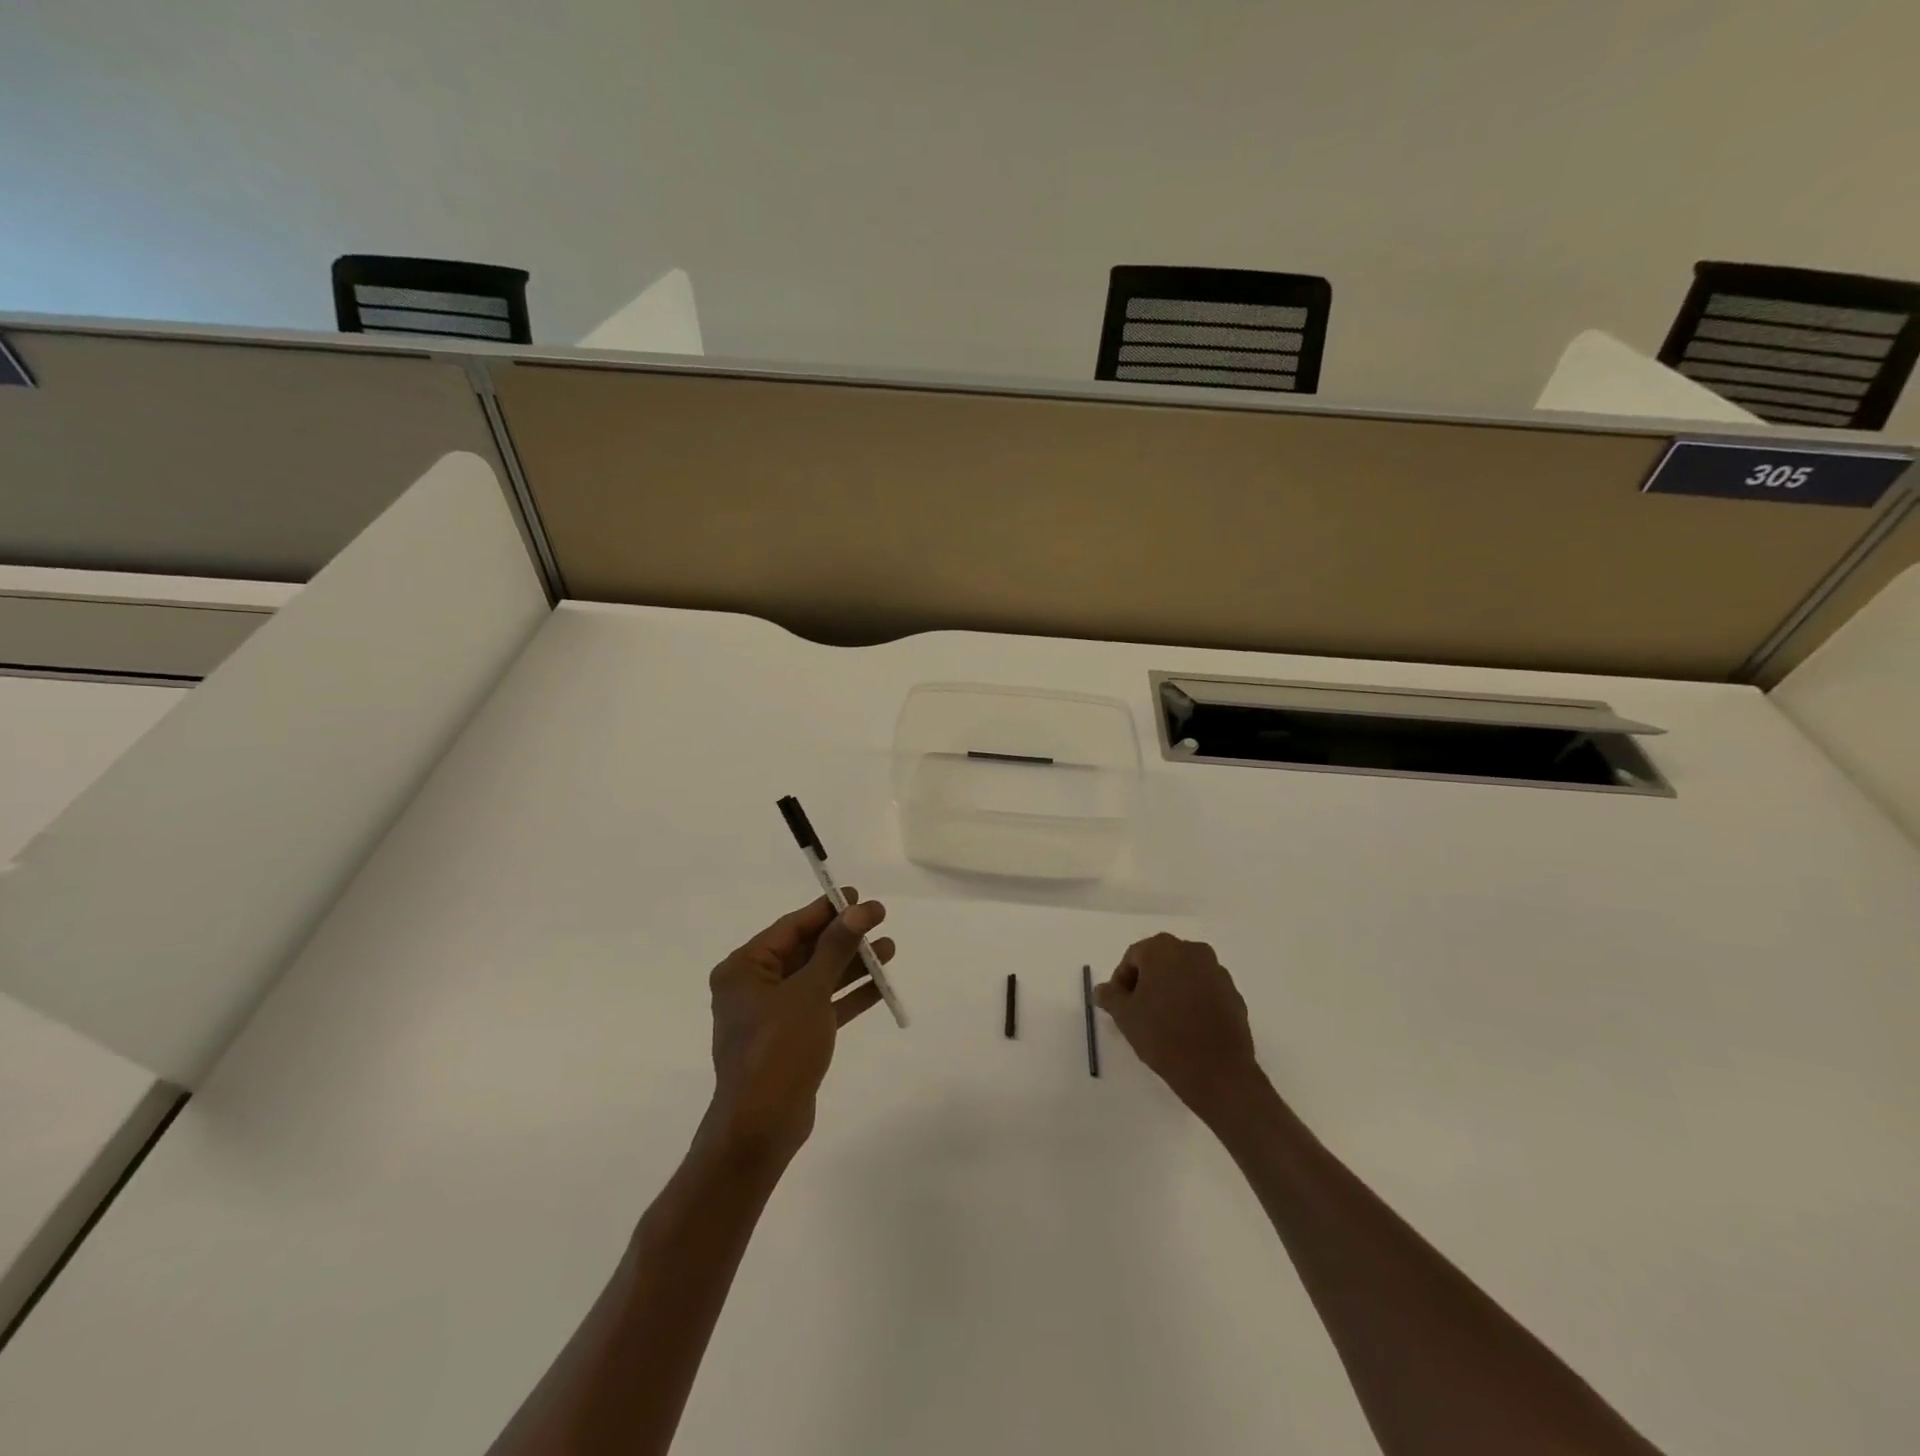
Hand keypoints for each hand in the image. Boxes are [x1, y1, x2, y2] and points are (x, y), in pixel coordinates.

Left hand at [703, 892, 893, 1163]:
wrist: (761, 1126)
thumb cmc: (778, 1048)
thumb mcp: (810, 991)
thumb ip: (836, 947)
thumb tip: (860, 909)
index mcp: (744, 968)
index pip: (791, 927)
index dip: (827, 910)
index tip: (857, 896)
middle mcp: (753, 986)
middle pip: (806, 951)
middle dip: (844, 938)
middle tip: (880, 919)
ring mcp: (772, 1014)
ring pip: (817, 978)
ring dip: (851, 965)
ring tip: (889, 949)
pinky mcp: (790, 1038)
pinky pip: (821, 1006)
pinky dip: (848, 995)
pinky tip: (880, 984)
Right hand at [1096, 933, 1263, 1123]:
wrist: (1217, 1071)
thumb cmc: (1163, 1036)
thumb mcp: (1125, 1016)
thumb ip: (1110, 996)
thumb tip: (1102, 989)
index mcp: (1162, 949)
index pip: (1133, 957)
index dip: (1122, 981)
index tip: (1119, 1005)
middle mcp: (1192, 951)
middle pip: (1160, 961)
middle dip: (1147, 982)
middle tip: (1138, 1010)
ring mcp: (1216, 971)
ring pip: (1184, 974)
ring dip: (1171, 990)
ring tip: (1163, 1020)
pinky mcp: (1233, 993)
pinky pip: (1205, 990)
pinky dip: (1193, 1001)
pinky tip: (1187, 1027)